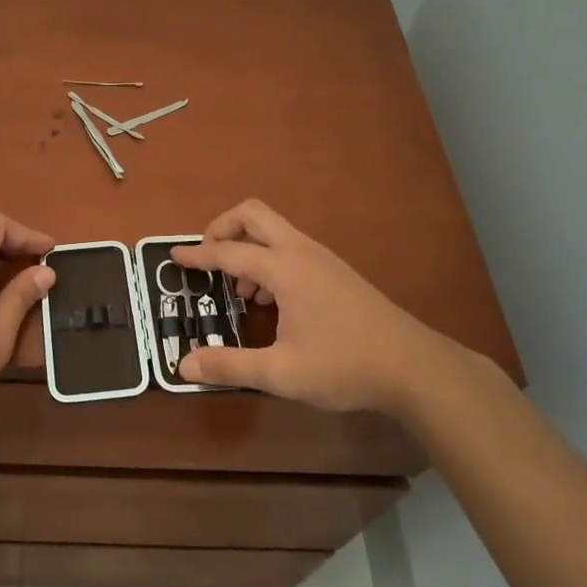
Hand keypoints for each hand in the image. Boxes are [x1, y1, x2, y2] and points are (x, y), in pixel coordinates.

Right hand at [171, 199, 461, 414]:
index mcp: (285, 269)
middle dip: (223, 227)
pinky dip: (268, 259)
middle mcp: (301, 251)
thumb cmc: (344, 366)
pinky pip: (290, 247)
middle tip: (208, 259)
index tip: (174, 258)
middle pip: (253, 214)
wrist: (413, 366)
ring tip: (240, 292)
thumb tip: (184, 365)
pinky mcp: (335, 270)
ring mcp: (322, 258)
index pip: (228, 251)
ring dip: (247, 246)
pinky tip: (271, 302)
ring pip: (273, 230)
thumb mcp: (281, 373)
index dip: (197, 255)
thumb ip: (230, 366)